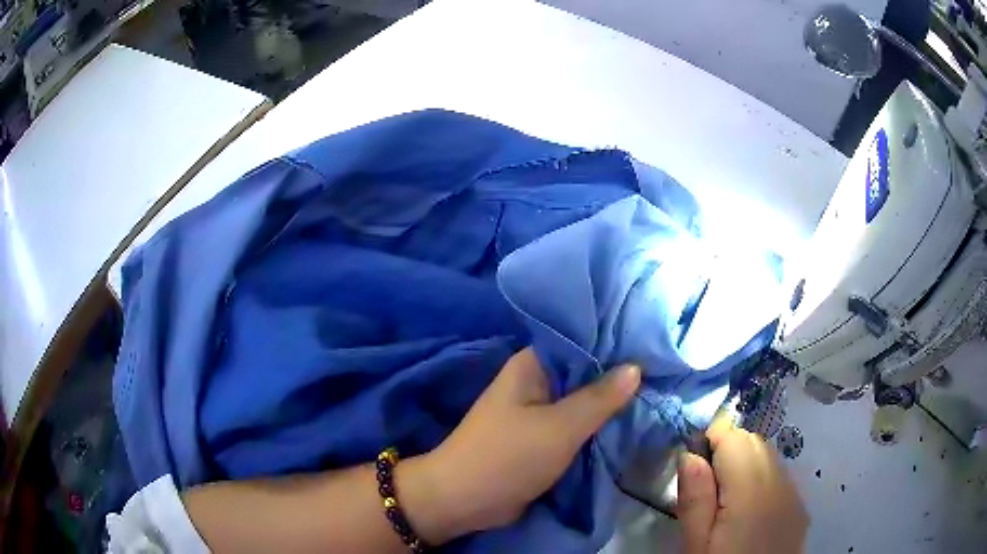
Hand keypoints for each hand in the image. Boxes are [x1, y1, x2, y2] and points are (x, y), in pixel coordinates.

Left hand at [404, 348, 639, 543]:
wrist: (464, 501)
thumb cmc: (508, 457)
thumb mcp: (560, 427)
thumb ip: (599, 398)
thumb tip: (635, 367)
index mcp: (532, 365)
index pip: (581, 340)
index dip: (616, 341)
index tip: (652, 344)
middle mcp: (535, 381)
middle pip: (584, 372)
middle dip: (618, 376)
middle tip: (663, 371)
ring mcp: (537, 411)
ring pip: (581, 401)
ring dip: (609, 403)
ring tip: (656, 392)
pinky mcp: (540, 438)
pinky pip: (574, 424)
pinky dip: (596, 425)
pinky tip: (629, 420)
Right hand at [676, 424, 808, 553]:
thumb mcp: (695, 545)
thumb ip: (694, 499)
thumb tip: (689, 454)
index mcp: (751, 491)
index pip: (734, 438)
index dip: (710, 441)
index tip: (692, 464)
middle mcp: (780, 483)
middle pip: (754, 442)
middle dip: (728, 450)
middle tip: (705, 487)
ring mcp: (795, 494)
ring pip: (769, 456)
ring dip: (745, 463)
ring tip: (725, 499)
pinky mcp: (800, 507)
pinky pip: (780, 475)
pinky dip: (762, 477)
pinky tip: (749, 509)